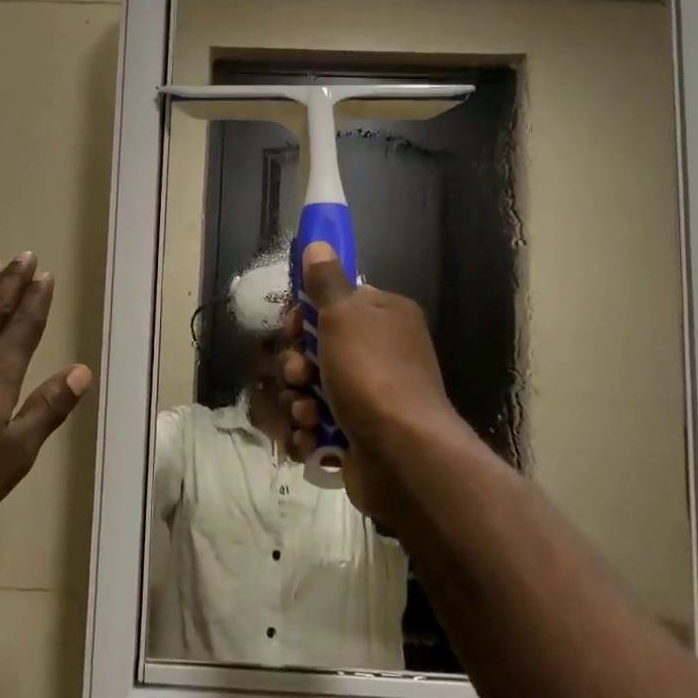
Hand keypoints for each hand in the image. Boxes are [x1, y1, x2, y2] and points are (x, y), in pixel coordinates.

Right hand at [278, 242, 466, 524]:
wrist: (403, 454)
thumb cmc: (372, 373)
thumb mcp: (344, 315)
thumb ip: (326, 281)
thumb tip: (318, 243)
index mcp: (384, 318)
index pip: (336, 303)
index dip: (307, 314)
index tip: (295, 326)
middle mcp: (380, 354)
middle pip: (316, 348)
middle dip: (297, 363)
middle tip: (299, 373)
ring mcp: (369, 397)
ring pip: (310, 388)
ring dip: (298, 400)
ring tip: (308, 413)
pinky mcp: (356, 435)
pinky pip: (317, 424)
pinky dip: (309, 431)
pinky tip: (311, 437)